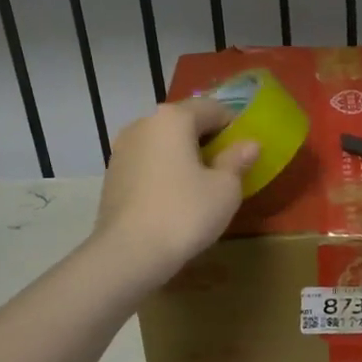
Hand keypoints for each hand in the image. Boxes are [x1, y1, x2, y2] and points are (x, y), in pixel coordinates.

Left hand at [93, 99, 257, 283]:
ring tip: (200, 184)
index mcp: (173, 118)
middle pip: (184, 122)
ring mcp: (122, 149)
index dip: (233, 125)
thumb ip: (237, 160)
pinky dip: (164, 170)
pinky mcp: (112, 174)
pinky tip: (174, 197)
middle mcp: (143, 124)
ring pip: (163, 142)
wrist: (128, 253)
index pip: (212, 108)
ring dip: (183, 155)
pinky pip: (147, 162)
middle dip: (207, 139)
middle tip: (226, 167)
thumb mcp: (225, 189)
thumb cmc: (185, 213)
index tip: (245, 148)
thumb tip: (249, 144)